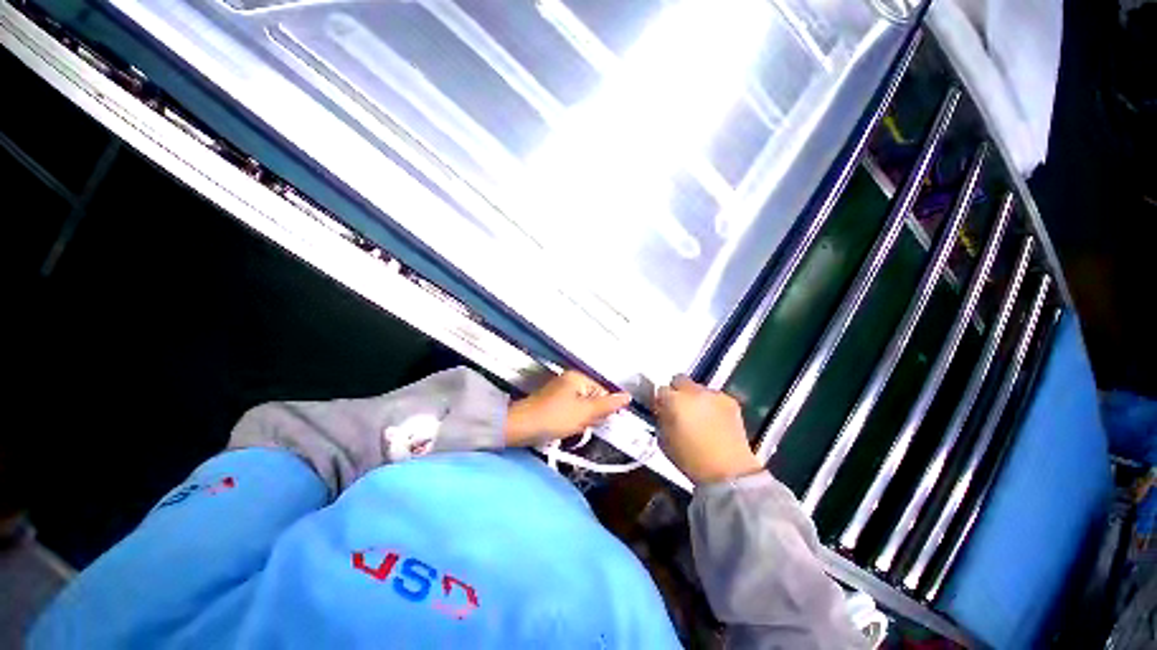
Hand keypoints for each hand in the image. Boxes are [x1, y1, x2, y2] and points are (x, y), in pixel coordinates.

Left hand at [505, 371, 632, 446]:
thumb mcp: (585, 412)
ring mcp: (559, 391)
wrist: (520, 427)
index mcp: (578, 377)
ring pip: (581, 407)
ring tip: (571, 428)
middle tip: (581, 425)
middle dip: (590, 415)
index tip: (596, 422)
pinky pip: (569, 410)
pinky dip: (570, 420)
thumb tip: (628, 396)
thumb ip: (607, 405)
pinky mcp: (551, 402)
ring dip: (580, 420)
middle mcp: (569, 380)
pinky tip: (564, 428)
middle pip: (592, 399)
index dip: (603, 409)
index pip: (603, 392)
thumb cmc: (555, 417)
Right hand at [656, 375, 762, 484]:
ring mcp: (713, 394)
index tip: (663, 411)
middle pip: (679, 380)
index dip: (661, 401)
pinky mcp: (730, 401)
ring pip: (698, 388)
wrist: (729, 472)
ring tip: (700, 417)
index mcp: (673, 400)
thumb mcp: (664, 440)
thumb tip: (662, 410)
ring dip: (695, 398)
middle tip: (679, 409)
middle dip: (677, 392)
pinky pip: (715, 397)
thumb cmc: (690, 460)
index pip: (661, 390)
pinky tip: (715, 421)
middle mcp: (693, 391)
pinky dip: (712, 405)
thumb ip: (661, 419)